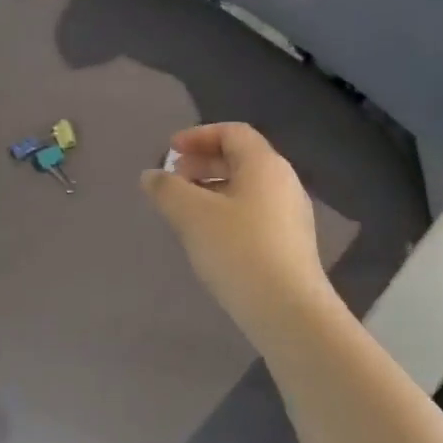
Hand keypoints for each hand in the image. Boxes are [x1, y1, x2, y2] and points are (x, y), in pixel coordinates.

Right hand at [140, 123, 334, 341]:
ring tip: (184, 209)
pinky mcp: (290, 244)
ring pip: (246, 188)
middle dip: (202, 163)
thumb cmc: (238, 249)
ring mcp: (291, 215)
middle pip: (240, 158)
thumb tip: (151, 176)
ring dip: (212, 189)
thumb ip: (167, 189)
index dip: (198, 136)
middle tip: (173, 179)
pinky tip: (208, 236)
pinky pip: (254, 213)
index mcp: (264, 165)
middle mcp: (284, 182)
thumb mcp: (192, 214)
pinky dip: (226, 211)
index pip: (233, 132)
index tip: (169, 151)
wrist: (288, 310)